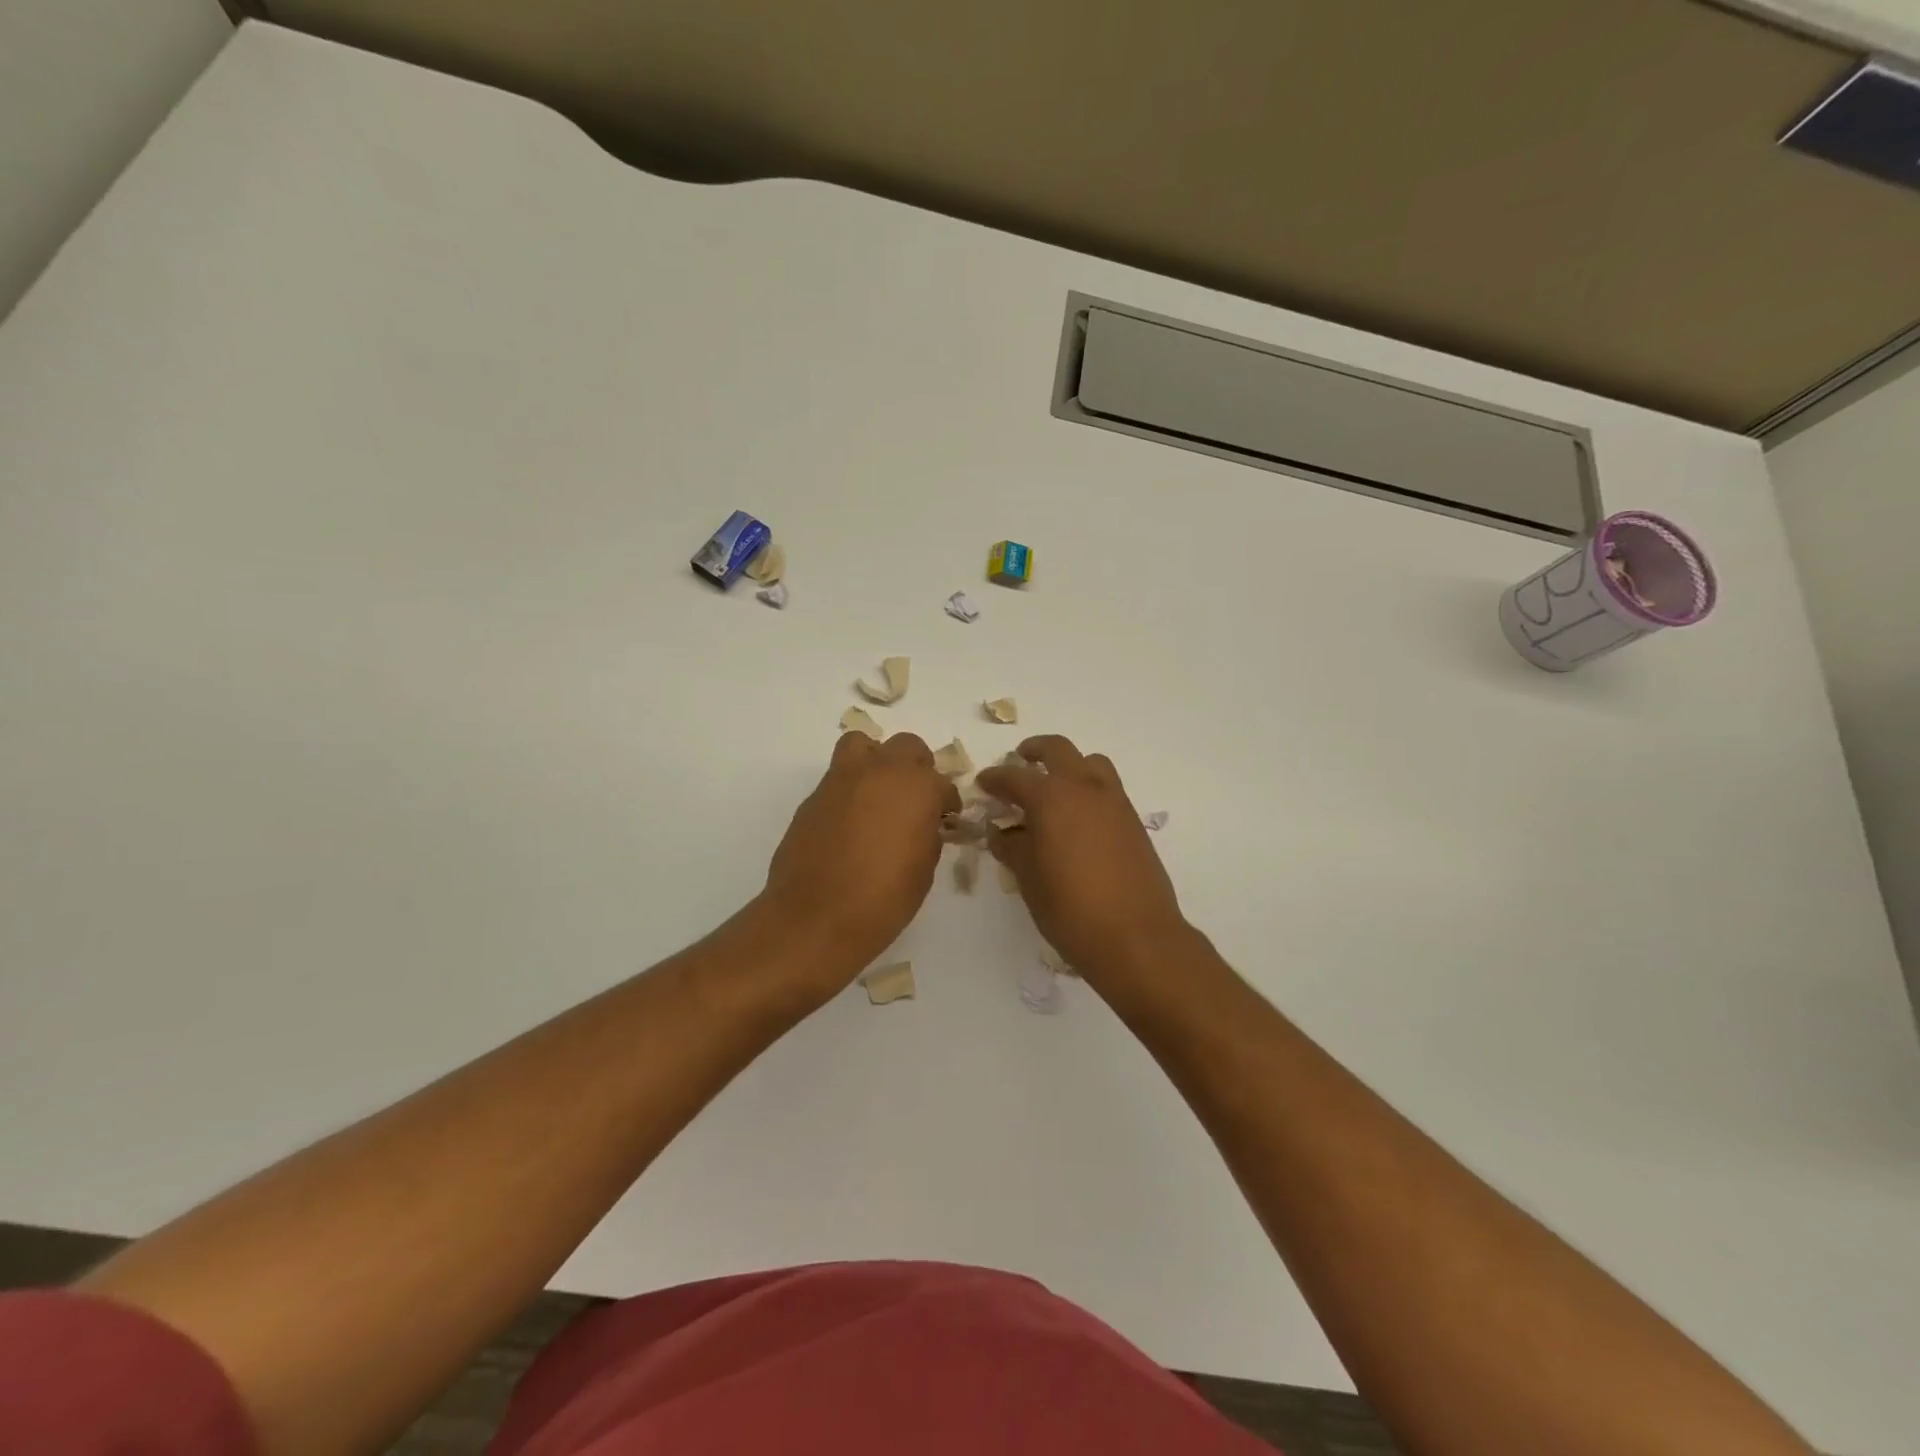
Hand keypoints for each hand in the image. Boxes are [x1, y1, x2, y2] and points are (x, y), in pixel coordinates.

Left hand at [761, 731, 960, 985]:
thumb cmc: (883, 899)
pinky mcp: (813, 797)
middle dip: (916, 768)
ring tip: (878, 795)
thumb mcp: (923, 869)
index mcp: (917, 787)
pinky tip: (851, 823)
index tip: (945, 819)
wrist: (815, 917)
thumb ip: (928, 835)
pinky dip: (849, 790)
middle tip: (915, 799)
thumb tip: (922, 824)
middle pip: (906, 747)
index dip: (946, 802)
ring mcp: (842, 779)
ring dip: (876, 762)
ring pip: (863, 746)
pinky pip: (838, 778)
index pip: (942, 783)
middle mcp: (880, 771)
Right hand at [975, 735, 1189, 985]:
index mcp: (1051, 798)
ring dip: (1069, 764)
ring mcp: (1114, 801)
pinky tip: (1077, 818)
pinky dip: (1088, 788)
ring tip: (1054, 787)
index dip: (994, 779)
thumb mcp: (1028, 880)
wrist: (1136, 936)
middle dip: (1035, 751)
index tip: (983, 783)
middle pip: (1058, 750)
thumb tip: (1002, 833)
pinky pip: (1107, 787)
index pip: (1014, 777)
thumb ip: (1013, 848)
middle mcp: (1084, 788)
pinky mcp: (1133, 820)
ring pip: (1090, 762)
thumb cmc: (1071, 909)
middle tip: (1020, 760)